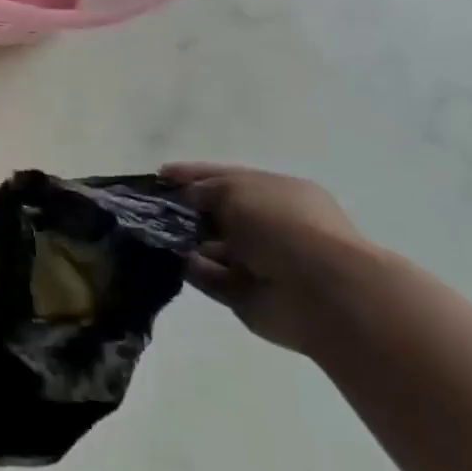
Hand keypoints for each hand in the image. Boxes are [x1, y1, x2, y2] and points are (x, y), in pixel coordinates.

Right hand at [161, 163, 373, 355]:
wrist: (322, 293)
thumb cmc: (281, 225)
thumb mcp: (237, 189)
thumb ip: (206, 188)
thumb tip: (188, 198)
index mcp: (278, 193)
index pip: (228, 178)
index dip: (193, 175)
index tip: (159, 176)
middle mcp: (270, 226)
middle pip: (218, 214)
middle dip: (185, 209)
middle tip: (149, 208)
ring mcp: (260, 263)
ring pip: (211, 247)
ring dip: (184, 240)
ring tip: (154, 233)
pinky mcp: (246, 295)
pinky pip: (210, 278)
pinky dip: (192, 269)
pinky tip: (172, 260)